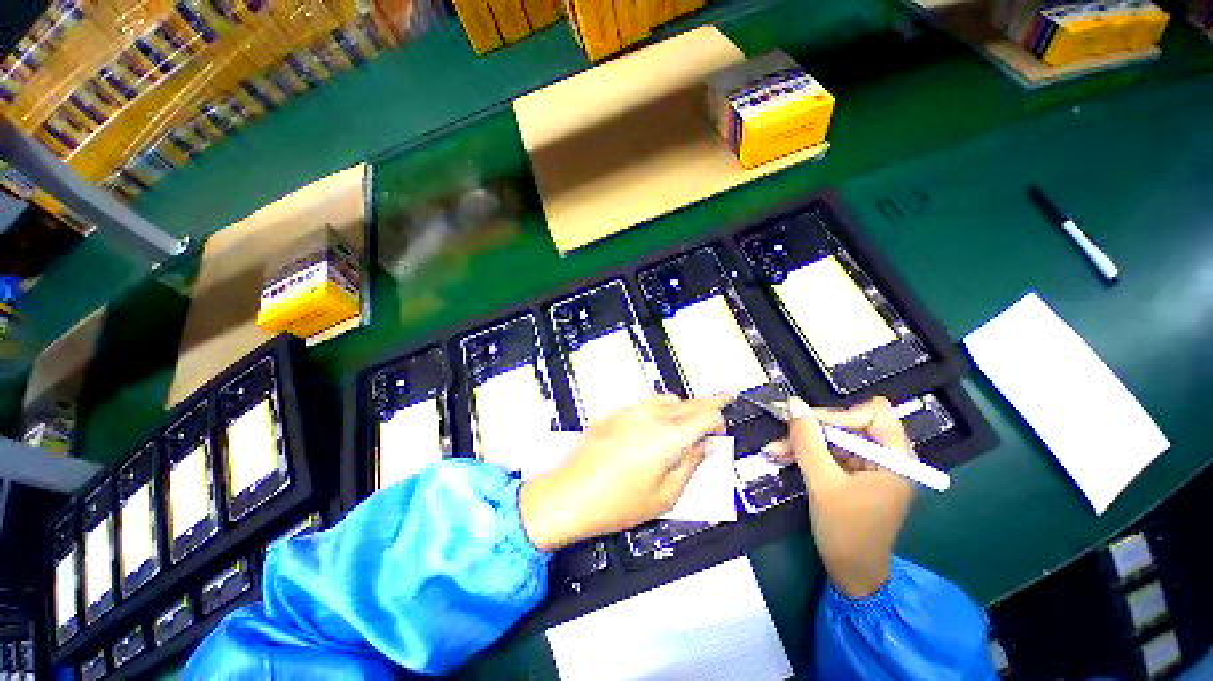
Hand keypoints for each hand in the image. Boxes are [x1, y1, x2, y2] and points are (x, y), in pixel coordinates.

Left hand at [518, 394, 729, 552]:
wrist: (569, 494)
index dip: (719, 416)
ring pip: (666, 398)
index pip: (705, 415)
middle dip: (707, 404)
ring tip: (689, 420)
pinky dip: (661, 408)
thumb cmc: (618, 503)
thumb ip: (690, 465)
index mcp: (668, 436)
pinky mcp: (615, 413)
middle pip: (688, 402)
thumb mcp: (665, 495)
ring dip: (683, 406)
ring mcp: (630, 411)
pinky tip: (658, 424)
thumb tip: (705, 446)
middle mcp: (650, 415)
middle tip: (719, 408)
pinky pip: (646, 403)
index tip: (724, 422)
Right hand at [765, 397, 915, 596]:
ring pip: (833, 438)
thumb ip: (807, 441)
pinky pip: (828, 453)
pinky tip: (782, 457)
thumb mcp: (823, 483)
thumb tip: (793, 403)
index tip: (809, 425)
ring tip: (774, 450)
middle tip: (783, 434)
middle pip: (849, 423)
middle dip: (813, 429)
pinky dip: (806, 454)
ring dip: (803, 442)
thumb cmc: (846, 531)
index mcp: (895, 458)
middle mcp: (886, 457)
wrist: (852, 574)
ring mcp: (869, 466)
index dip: (840, 415)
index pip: (874, 414)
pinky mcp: (854, 475)